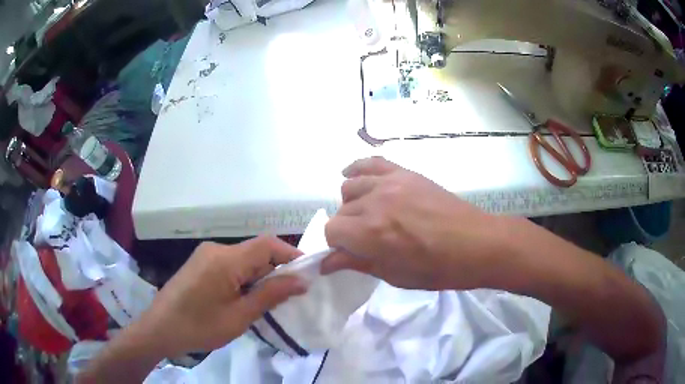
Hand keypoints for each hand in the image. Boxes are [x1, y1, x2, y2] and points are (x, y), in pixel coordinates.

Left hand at [138, 236, 306, 356]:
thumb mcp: (239, 316)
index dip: (291, 254)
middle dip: (275, 270)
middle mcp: (216, 249)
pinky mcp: (200, 264)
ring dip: (259, 276)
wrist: (159, 329)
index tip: (307, 274)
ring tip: (266, 302)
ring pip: (243, 259)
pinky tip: (243, 299)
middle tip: (288, 296)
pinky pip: (230, 264)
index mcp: (226, 259)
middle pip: (256, 252)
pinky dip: (244, 278)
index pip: (268, 244)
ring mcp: (206, 255)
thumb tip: (301, 281)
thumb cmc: (199, 326)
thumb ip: (270, 295)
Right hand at [322, 157, 503, 289]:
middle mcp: (374, 202)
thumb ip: (357, 263)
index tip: (346, 254)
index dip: (336, 245)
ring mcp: (391, 182)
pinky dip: (357, 168)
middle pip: (341, 211)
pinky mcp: (405, 173)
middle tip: (362, 241)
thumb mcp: (394, 275)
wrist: (476, 244)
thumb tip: (327, 262)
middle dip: (346, 229)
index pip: (331, 232)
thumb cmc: (438, 269)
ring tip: (367, 215)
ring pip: (350, 186)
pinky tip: (351, 175)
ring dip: (352, 204)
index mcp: (370, 232)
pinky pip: (371, 162)